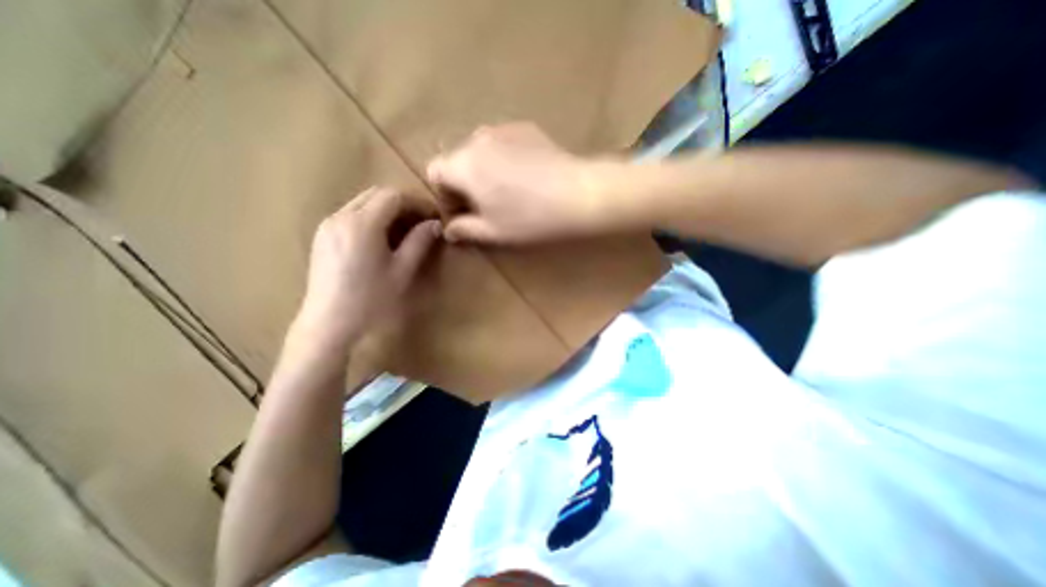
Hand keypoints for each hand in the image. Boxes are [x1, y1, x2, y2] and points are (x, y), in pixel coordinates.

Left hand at [292, 189, 440, 348]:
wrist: (329, 326)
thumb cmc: (371, 301)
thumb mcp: (402, 271)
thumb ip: (419, 242)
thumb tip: (435, 224)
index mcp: (361, 224)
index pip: (393, 195)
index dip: (418, 202)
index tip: (435, 216)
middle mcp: (340, 217)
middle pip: (376, 194)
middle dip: (404, 203)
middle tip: (423, 222)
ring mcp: (327, 226)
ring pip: (363, 203)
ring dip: (388, 210)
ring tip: (407, 231)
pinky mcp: (323, 238)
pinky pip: (352, 215)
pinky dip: (373, 218)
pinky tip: (384, 239)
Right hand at [425, 122, 610, 242]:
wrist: (577, 193)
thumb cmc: (530, 218)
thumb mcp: (493, 231)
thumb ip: (464, 229)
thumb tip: (449, 230)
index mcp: (464, 164)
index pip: (434, 172)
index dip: (443, 195)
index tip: (461, 212)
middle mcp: (477, 139)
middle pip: (456, 159)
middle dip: (462, 183)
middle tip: (484, 205)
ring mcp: (502, 129)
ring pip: (479, 150)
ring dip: (482, 170)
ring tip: (504, 190)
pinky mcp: (524, 128)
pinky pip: (501, 143)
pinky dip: (501, 158)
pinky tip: (523, 175)